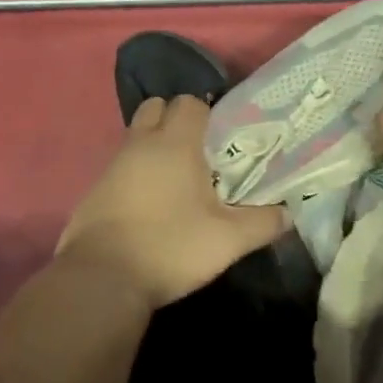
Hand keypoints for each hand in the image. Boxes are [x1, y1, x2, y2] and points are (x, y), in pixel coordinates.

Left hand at [57, 95, 287, 309]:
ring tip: (179, 183)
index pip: (190, 103)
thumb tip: (287, 213)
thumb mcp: (228, 240)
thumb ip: (263, 222)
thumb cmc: (170, 247)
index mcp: (174, 143)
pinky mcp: (95, 190)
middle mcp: (140, 144)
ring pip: (137, 138)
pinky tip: (151, 206)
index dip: (209, 115)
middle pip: (157, 108)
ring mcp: (112, 165)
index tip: (224, 141)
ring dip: (155, 148)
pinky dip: (136, 174)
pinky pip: (121, 166)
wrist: (102, 279)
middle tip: (200, 155)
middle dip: (177, 121)